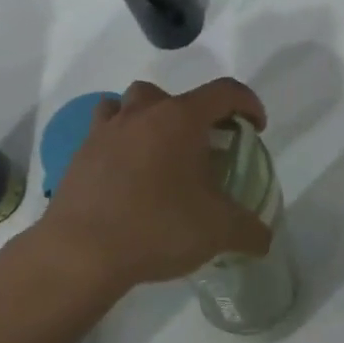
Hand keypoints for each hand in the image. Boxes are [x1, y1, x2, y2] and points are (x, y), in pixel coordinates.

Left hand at [37, 78, 273, 293]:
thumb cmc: (158, 227)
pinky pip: (104, 134)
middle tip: (201, 148)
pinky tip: (126, 176)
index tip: (255, 128)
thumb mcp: (218, 231)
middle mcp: (142, 113)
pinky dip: (119, 144)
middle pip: (171, 96)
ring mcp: (105, 131)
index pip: (224, 92)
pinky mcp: (80, 154)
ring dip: (148, 120)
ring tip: (159, 155)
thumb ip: (249, 230)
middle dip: (192, 115)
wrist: (82, 250)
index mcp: (180, 119)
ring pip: (128, 105)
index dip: (248, 104)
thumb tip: (263, 237)